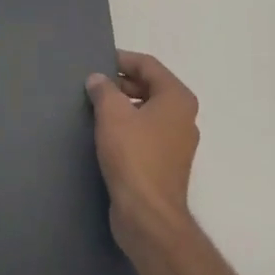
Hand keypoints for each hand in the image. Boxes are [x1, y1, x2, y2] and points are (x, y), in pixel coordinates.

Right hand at [86, 50, 199, 247]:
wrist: (148, 214)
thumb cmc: (133, 157)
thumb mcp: (112, 115)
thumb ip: (104, 90)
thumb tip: (98, 79)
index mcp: (177, 98)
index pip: (149, 65)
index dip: (122, 59)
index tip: (96, 62)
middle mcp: (183, 116)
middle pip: (150, 87)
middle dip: (121, 83)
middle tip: (91, 85)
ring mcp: (177, 142)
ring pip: (147, 112)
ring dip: (122, 106)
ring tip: (93, 107)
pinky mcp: (165, 163)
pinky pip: (146, 134)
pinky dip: (127, 127)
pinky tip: (104, 134)